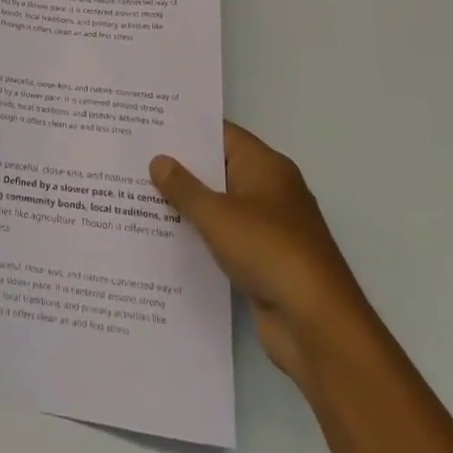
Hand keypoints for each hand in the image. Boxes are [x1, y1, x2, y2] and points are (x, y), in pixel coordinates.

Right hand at [152, 123, 376, 381]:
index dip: (186, 129)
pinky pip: (224, 238)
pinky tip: (164, 235)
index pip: (221, 134)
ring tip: (139, 193)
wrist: (317, 327)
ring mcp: (269, 228)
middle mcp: (270, 191)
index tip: (149, 125)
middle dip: (181, 167)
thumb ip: (184, 187)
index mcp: (266, 167)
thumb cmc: (269, 251)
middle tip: (135, 157)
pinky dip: (200, 235)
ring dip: (188, 204)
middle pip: (219, 168)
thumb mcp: (217, 214)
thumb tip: (158, 160)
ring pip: (220, 205)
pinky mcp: (264, 262)